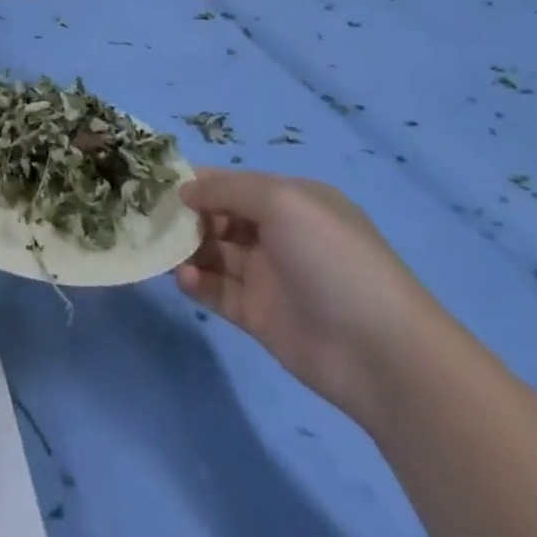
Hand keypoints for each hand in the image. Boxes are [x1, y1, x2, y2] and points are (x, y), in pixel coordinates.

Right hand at [175, 169, 447, 425]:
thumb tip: (185, 191)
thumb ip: (227, 189)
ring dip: (187, 249)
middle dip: (186, 215)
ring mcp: (269, 276)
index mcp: (292, 201)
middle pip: (219, 216)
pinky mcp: (259, 316)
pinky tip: (186, 280)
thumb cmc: (332, 259)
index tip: (159, 185)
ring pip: (214, 253)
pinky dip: (196, 283)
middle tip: (153, 219)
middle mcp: (279, 234)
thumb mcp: (282, 201)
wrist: (382, 354)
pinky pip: (217, 291)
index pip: (233, 183)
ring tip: (166, 252)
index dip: (198, 182)